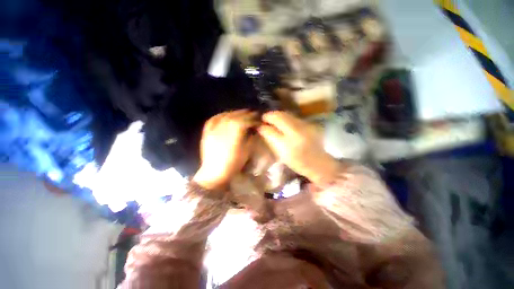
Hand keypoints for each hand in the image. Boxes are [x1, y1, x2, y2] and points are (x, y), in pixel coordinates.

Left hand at [193, 110, 257, 190]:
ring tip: (241, 113)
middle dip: (245, 114)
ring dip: (235, 113)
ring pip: (225, 116)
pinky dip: (220, 115)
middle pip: (235, 116)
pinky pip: (213, 119)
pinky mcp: (207, 132)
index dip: (252, 119)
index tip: (258, 120)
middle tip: (252, 114)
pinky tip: (225, 115)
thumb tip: (254, 131)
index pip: (245, 121)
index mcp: (234, 134)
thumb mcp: (246, 152)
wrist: (214, 173)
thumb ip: (251, 139)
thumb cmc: (233, 164)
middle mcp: (223, 128)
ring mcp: (213, 129)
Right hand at [258, 111, 338, 184]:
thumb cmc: (297, 161)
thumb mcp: (281, 153)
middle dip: (271, 115)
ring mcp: (304, 124)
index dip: (265, 122)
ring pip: (287, 114)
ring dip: (278, 116)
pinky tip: (283, 123)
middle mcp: (297, 129)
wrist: (318, 163)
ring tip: (273, 121)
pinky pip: (293, 117)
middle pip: (280, 115)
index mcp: (289, 139)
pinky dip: (285, 118)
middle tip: (265, 119)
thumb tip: (262, 127)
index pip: (273, 125)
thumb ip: (270, 138)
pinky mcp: (308, 123)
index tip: (260, 123)